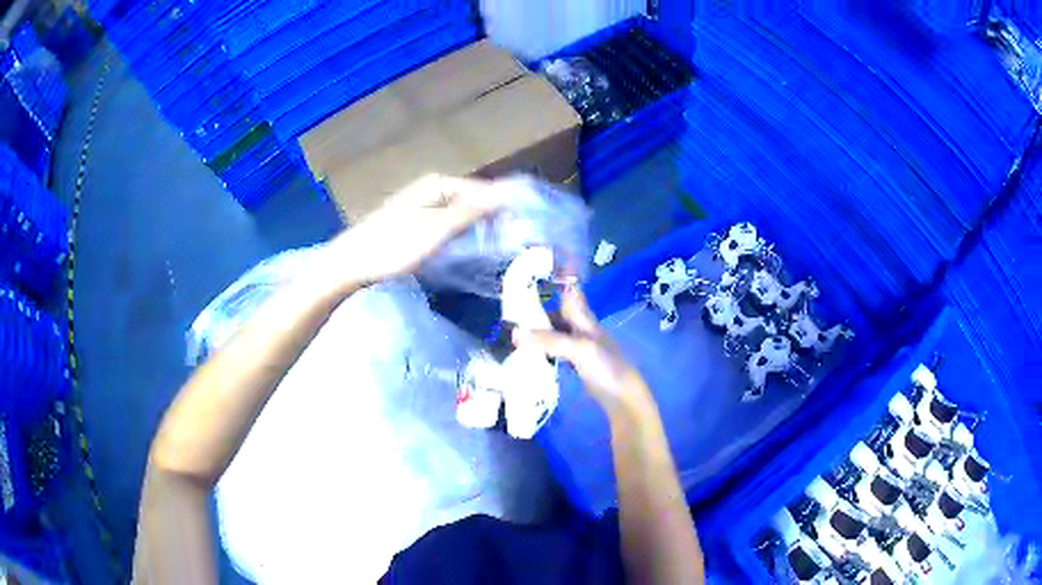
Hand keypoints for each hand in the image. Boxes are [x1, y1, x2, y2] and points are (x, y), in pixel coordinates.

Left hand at [324, 174, 505, 287]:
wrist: (350, 264)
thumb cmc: (392, 247)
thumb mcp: (435, 231)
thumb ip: (470, 211)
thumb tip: (507, 194)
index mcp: (438, 184)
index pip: (484, 189)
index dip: (504, 207)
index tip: (524, 230)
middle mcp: (432, 188)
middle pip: (473, 200)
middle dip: (492, 219)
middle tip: (512, 244)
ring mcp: (422, 204)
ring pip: (461, 213)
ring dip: (477, 228)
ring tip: (495, 249)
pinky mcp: (415, 221)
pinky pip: (447, 223)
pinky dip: (459, 234)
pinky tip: (466, 250)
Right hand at [514, 285, 654, 420]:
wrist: (623, 396)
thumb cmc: (605, 366)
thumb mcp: (578, 349)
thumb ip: (548, 340)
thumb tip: (514, 333)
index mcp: (584, 318)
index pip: (569, 291)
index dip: (559, 277)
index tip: (539, 268)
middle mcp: (581, 328)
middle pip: (558, 312)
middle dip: (538, 307)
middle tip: (511, 307)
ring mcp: (580, 346)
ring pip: (556, 331)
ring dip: (539, 329)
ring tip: (514, 330)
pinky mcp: (577, 363)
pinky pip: (556, 350)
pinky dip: (543, 348)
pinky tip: (530, 353)